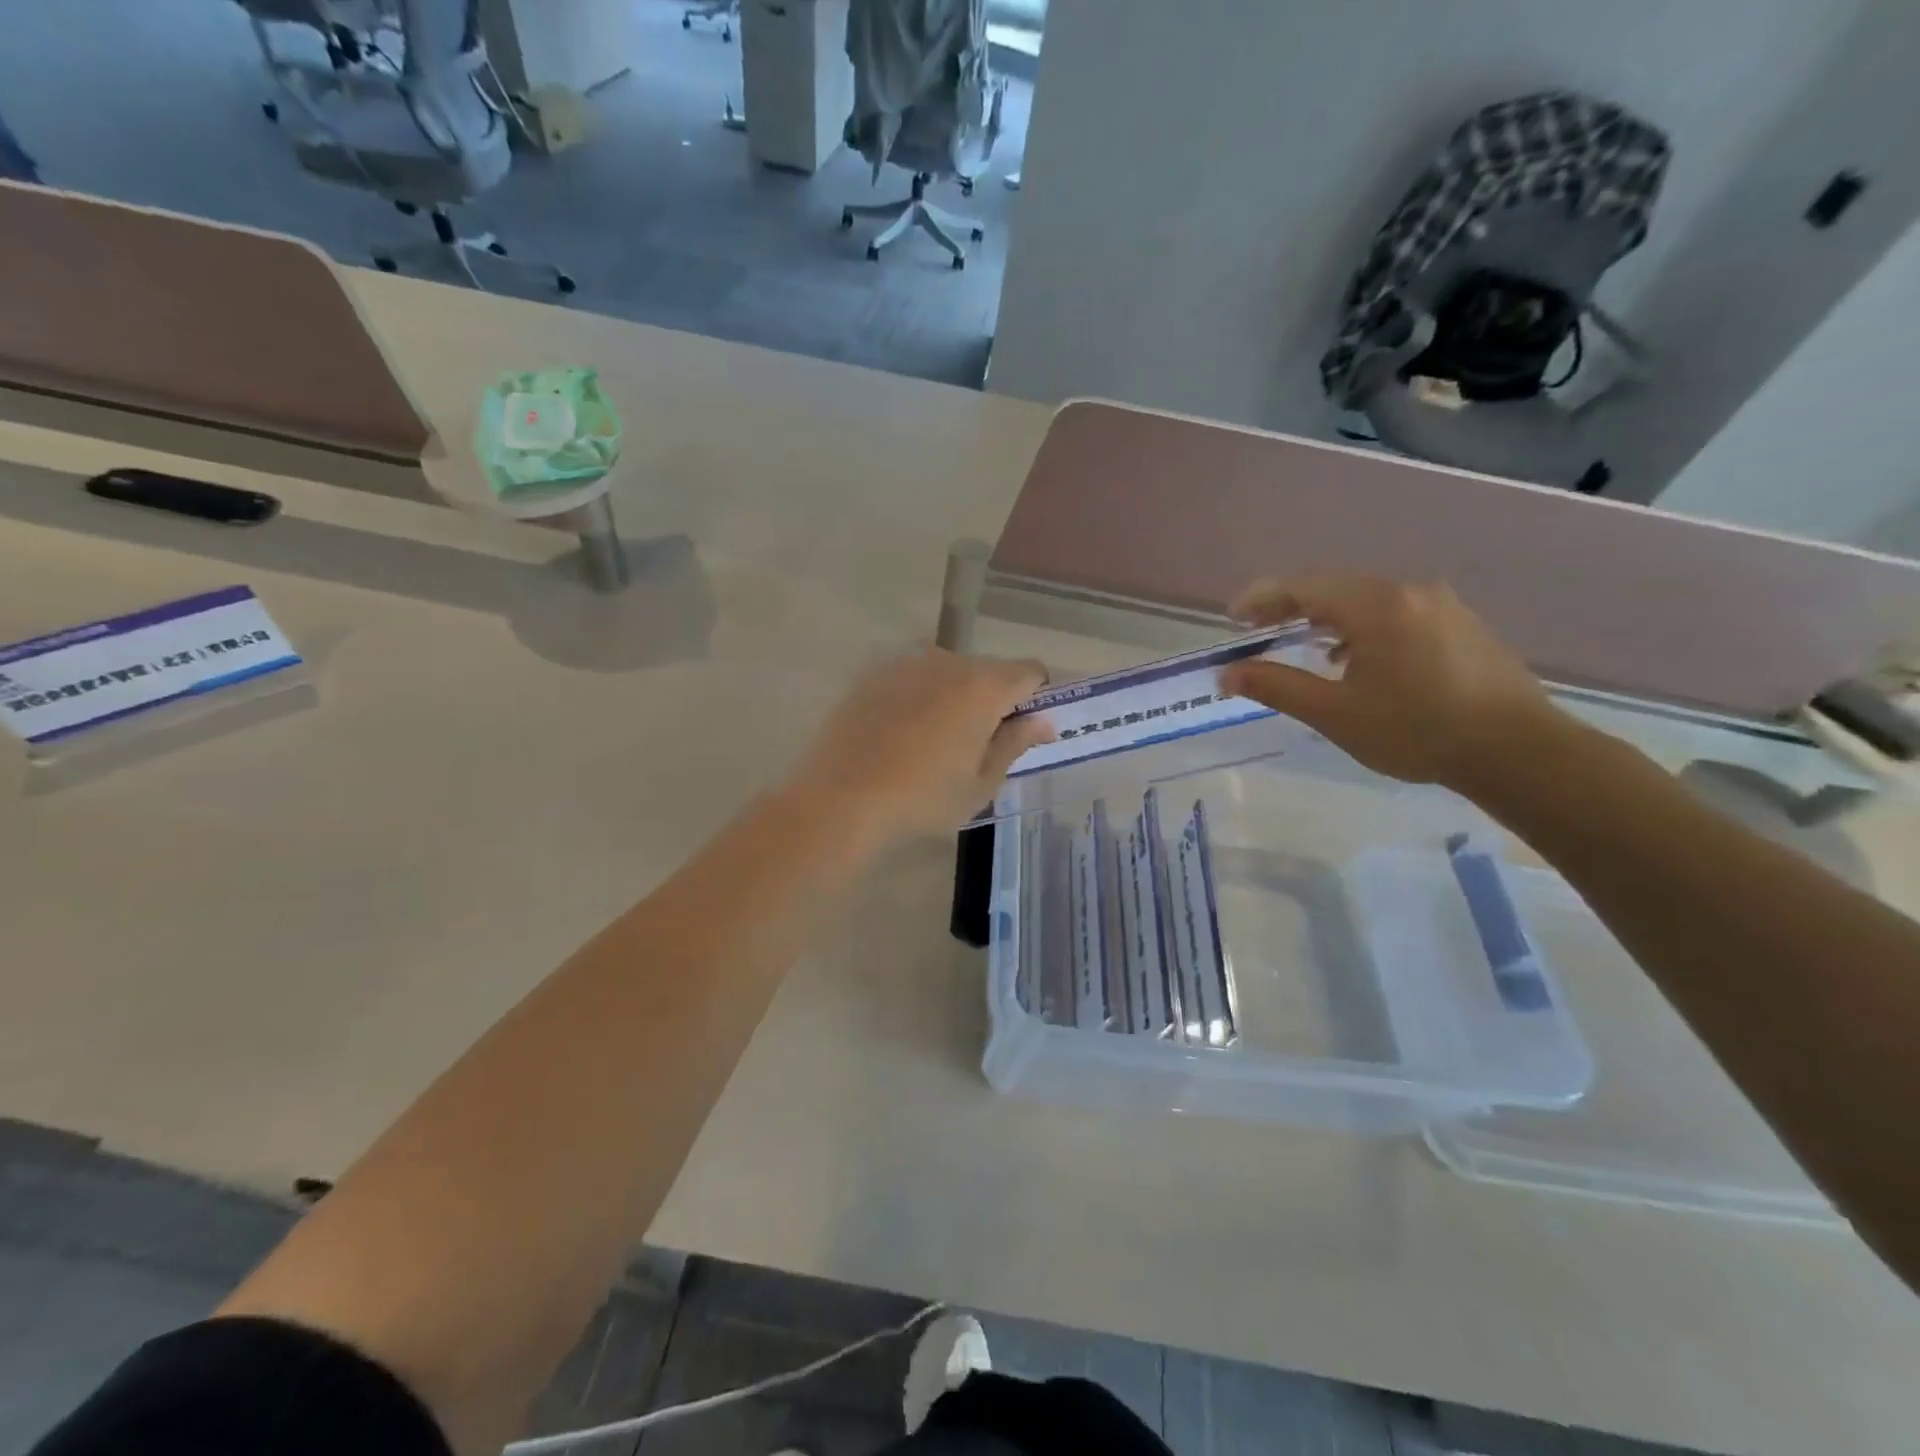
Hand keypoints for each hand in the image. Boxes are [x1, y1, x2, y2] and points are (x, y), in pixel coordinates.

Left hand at [791, 648, 1052, 840]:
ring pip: (948, 672)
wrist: (841, 798)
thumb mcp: (981, 783)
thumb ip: (1015, 743)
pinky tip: (900, 735)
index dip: (1036, 698)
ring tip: (934, 741)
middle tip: (978, 745)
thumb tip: (1043, 722)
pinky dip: (919, 697)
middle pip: (988, 670)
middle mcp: (948, 661)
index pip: (1030, 672)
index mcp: (983, 686)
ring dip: (955, 696)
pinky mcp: (873, 674)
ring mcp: (906, 663)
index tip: (1024, 731)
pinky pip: (913, 679)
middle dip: (994, 699)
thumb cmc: (923, 798)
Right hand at [1219, 575, 1561, 789]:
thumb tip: (1227, 673)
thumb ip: (1277, 686)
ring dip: (1327, 618)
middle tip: (1259, 631)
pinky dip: (1361, 627)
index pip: (1303, 586)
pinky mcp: (1461, 624)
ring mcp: (1441, 605)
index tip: (1233, 619)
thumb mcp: (1335, 713)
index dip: (1261, 598)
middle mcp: (1408, 591)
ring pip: (1366, 600)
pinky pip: (1395, 612)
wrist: (1519, 751)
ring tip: (1303, 647)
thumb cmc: (1417, 730)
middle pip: (1334, 587)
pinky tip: (1358, 660)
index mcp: (1375, 605)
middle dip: (1291, 607)